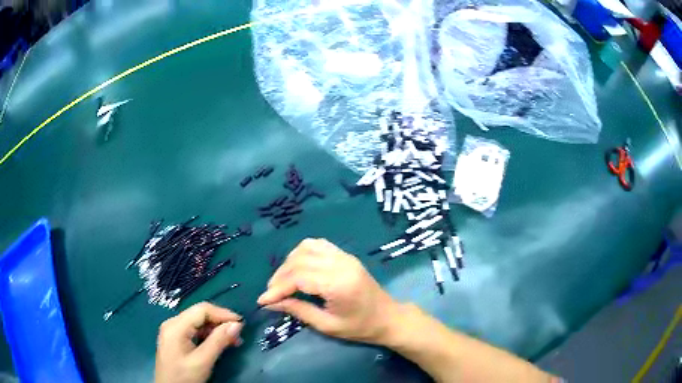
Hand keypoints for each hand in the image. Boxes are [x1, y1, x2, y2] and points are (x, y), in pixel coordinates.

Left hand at [155, 302, 242, 382]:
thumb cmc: (184, 376)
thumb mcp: (203, 361)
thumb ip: (219, 341)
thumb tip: (236, 325)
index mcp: (176, 325)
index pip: (202, 310)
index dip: (223, 313)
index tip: (241, 324)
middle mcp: (173, 323)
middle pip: (199, 314)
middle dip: (220, 322)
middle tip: (238, 335)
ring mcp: (173, 331)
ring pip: (198, 322)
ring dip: (216, 329)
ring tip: (232, 341)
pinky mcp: (176, 339)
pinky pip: (194, 331)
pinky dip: (208, 335)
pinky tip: (218, 344)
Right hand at [258, 238, 399, 343]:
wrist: (389, 318)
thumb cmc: (360, 327)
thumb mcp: (327, 325)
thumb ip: (299, 311)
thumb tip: (271, 304)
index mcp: (338, 284)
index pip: (298, 278)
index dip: (277, 288)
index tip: (263, 301)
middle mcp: (341, 264)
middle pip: (300, 261)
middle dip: (280, 276)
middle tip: (271, 294)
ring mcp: (344, 256)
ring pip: (307, 248)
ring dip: (289, 262)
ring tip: (282, 281)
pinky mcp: (345, 255)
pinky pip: (318, 245)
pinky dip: (302, 253)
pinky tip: (297, 267)